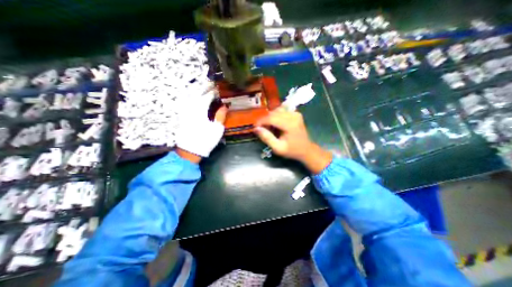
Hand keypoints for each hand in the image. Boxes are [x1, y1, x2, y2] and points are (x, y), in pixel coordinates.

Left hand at [176, 87, 227, 163]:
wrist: (190, 150)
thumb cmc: (206, 140)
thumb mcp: (217, 129)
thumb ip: (221, 115)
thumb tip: (225, 106)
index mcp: (201, 110)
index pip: (207, 96)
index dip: (213, 91)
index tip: (218, 88)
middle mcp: (191, 107)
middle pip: (197, 93)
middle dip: (204, 87)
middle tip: (211, 83)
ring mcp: (184, 111)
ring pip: (189, 95)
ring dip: (196, 89)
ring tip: (202, 86)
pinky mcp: (181, 115)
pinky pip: (184, 101)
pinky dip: (188, 95)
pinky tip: (191, 95)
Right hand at [255, 108, 334, 173]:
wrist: (306, 149)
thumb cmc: (292, 150)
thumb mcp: (278, 148)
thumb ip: (267, 138)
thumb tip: (256, 128)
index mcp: (290, 125)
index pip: (271, 118)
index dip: (261, 121)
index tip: (255, 127)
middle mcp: (293, 116)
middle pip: (273, 113)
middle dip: (265, 120)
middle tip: (263, 129)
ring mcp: (295, 113)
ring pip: (277, 110)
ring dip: (270, 117)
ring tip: (270, 127)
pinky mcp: (296, 113)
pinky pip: (282, 110)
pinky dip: (276, 115)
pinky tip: (276, 123)